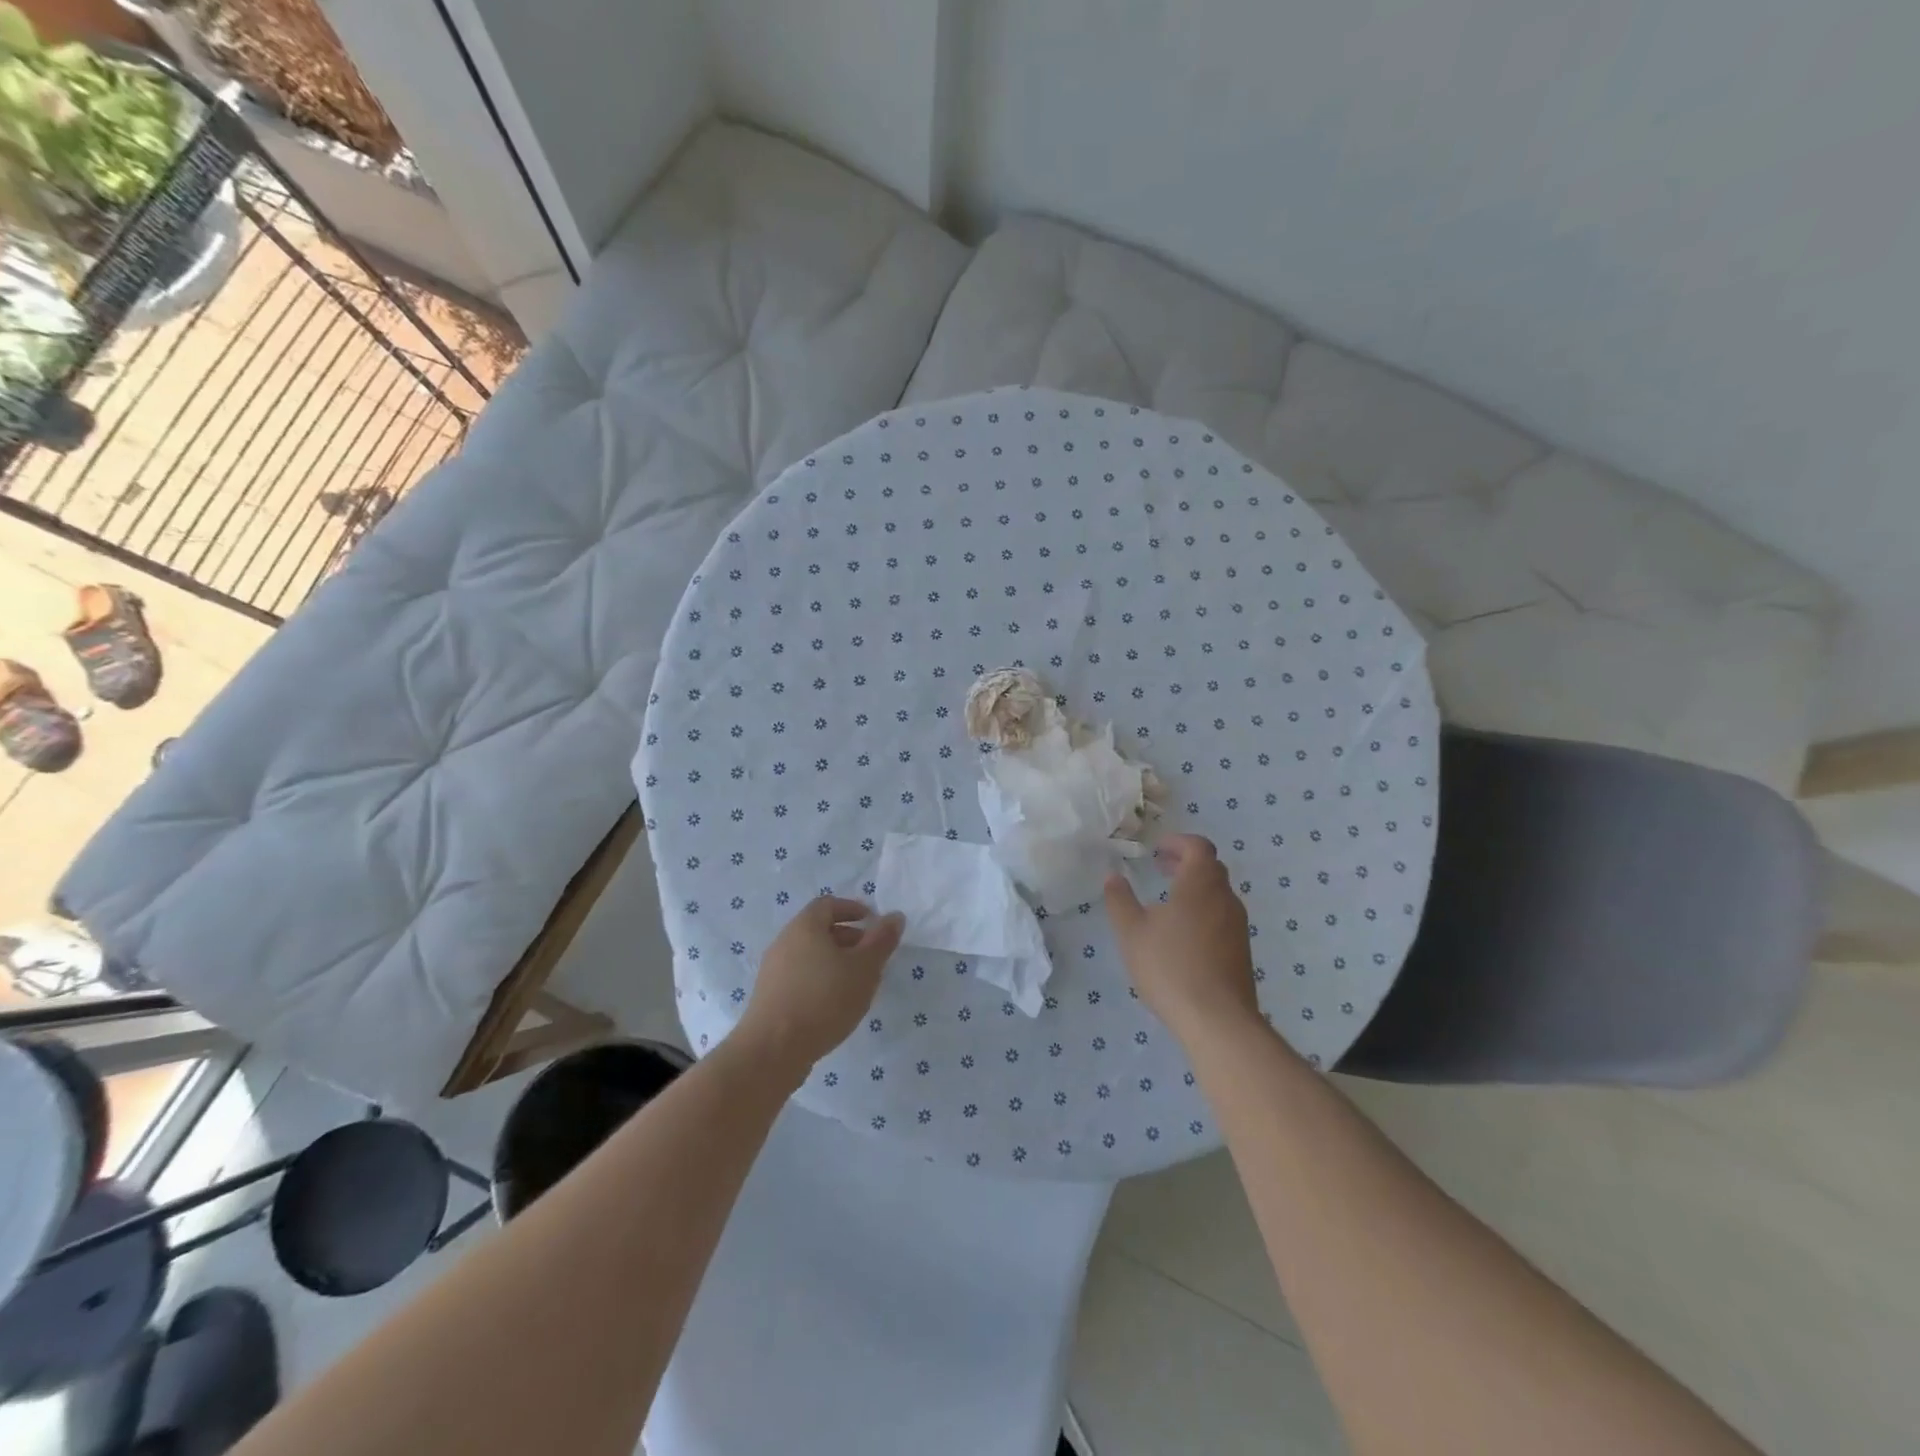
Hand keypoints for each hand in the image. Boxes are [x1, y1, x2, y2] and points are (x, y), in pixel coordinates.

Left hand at [735, 897, 904, 1078]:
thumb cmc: (824, 999)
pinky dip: (819, 980)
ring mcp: (772, 970)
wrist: (773, 1050)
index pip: (828, 904)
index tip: (873, 923)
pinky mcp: (769, 996)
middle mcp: (784, 941)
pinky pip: (799, 976)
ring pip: (809, 955)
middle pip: (818, 929)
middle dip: (848, 938)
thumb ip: (882, 940)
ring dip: (834, 961)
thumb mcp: (864, 968)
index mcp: (805, 926)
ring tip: (857, 983)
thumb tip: (895, 917)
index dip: (853, 909)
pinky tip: (834, 1004)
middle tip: (871, 956)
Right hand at [1104, 835, 1259, 1041]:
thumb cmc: (1170, 967)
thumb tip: (1112, 876)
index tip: (1156, 850)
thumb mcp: (1131, 932)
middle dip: (1185, 863)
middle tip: (1160, 869)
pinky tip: (1182, 936)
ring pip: (1217, 894)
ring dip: (1194, 889)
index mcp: (1201, 884)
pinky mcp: (1241, 951)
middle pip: (1210, 868)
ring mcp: (1238, 926)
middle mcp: (1225, 898)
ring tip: (1167, 903)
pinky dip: (1203, 911)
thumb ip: (1120, 900)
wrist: (1218, 1020)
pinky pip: (1221, 917)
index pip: (1199, 847)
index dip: (1178, 843)